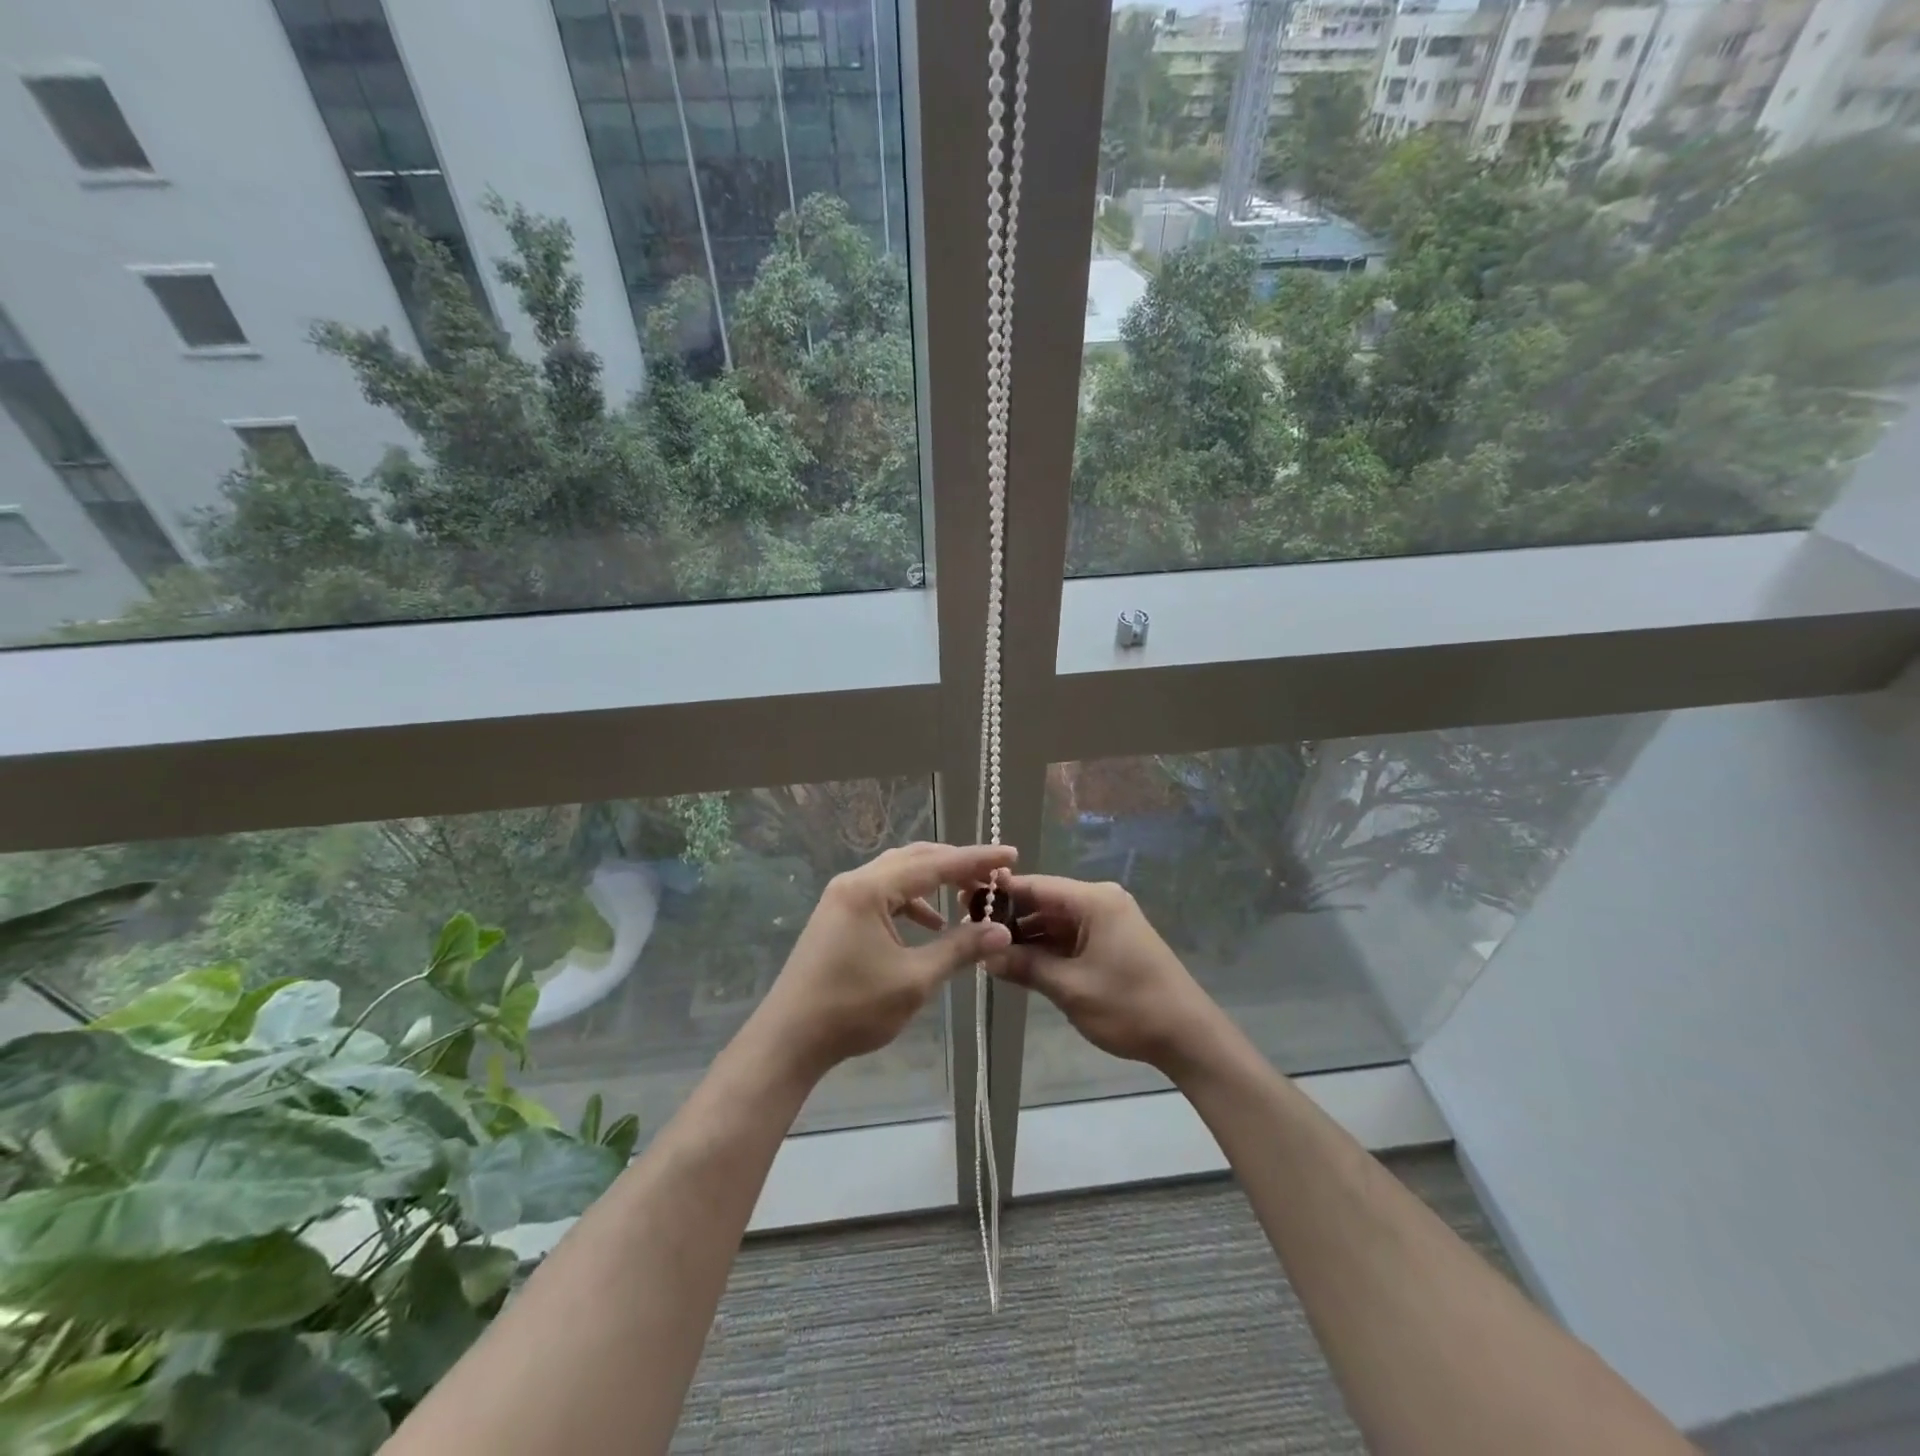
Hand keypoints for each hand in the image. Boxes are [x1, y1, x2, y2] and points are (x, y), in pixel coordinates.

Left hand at [751, 842, 1016, 1079]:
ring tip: (966, 896)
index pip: (934, 864)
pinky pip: (883, 893)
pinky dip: (912, 901)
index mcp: (870, 889)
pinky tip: (930, 925)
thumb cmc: (853, 1007)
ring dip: (933, 882)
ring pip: (897, 874)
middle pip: (915, 859)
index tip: (1010, 853)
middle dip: (955, 865)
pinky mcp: (838, 915)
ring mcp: (842, 897)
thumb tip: (1001, 931)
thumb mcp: (914, 979)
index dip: (976, 860)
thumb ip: (960, 949)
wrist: (789, 1038)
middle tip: (992, 874)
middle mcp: (854, 882)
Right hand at [988, 874, 1223, 1076]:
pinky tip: (1019, 961)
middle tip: (970, 930)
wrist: (1189, 1037)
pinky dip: (1047, 947)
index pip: (1036, 885)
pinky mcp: (1113, 941)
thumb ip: (1025, 966)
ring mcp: (1109, 921)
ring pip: (1056, 920)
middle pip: (1045, 901)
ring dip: (1027, 935)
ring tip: (987, 950)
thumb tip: (984, 955)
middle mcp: (1101, 901)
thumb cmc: (1129, 1006)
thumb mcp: (1070, 988)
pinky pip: (1071, 936)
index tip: (963, 902)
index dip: (999, 893)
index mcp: (1094, 900)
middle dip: (1010, 917)